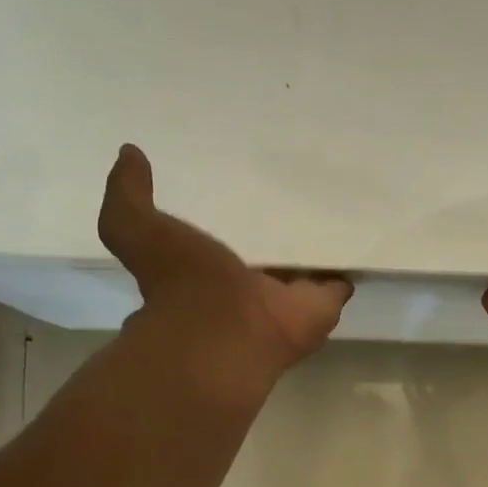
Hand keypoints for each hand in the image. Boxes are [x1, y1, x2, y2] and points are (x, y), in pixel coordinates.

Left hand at [99, 144, 352, 377]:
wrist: (225, 332)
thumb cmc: (182, 284)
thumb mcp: (137, 229)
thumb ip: (128, 196)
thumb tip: (128, 153)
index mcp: (208, 269)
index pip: (221, 236)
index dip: (230, 213)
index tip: (241, 181)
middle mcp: (248, 284)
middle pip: (266, 251)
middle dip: (276, 227)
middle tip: (293, 184)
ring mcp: (287, 296)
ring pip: (304, 265)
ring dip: (314, 242)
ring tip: (333, 197)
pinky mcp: (322, 303)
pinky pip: (340, 279)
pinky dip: (350, 262)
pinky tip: (359, 230)